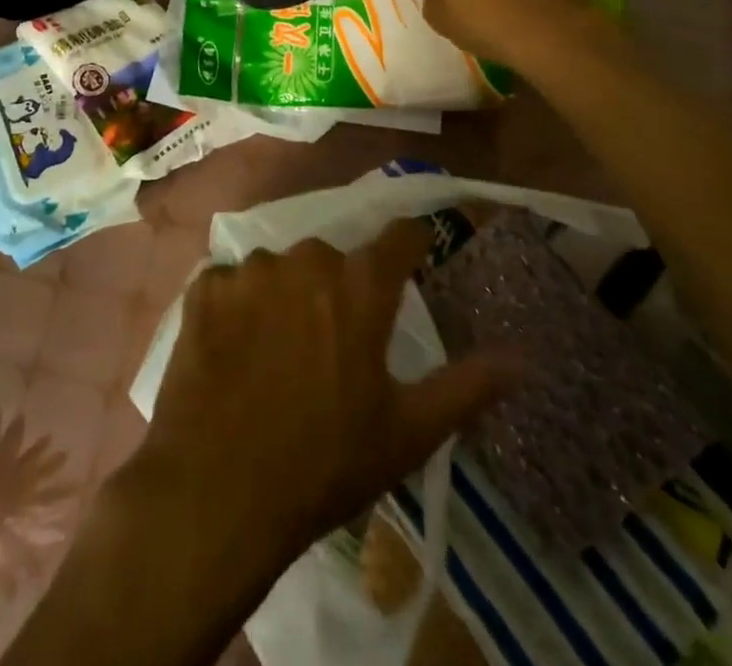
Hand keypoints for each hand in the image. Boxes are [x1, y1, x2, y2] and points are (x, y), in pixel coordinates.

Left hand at [131, 219, 508, 572]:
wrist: (216, 495)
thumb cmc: (324, 464)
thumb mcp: (407, 432)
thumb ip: (467, 385)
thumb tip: (526, 357)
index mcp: (360, 284)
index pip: (401, 235)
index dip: (412, 245)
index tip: (414, 258)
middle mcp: (307, 258)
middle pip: (334, 258)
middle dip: (337, 291)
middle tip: (330, 347)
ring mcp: (250, 269)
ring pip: (280, 271)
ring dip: (284, 298)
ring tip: (275, 356)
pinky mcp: (204, 287)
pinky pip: (232, 284)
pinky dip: (237, 309)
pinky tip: (233, 354)